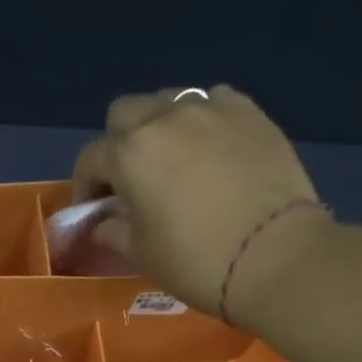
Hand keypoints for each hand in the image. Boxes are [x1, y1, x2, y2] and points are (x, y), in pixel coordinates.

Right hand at [72, 86, 333, 327]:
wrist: (275, 256)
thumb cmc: (195, 261)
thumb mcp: (141, 254)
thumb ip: (113, 231)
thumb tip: (102, 223)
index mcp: (130, 154)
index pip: (91, 158)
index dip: (85, 185)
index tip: (92, 210)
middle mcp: (165, 119)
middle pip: (125, 112)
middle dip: (118, 142)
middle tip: (129, 178)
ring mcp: (212, 110)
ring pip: (169, 101)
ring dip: (159, 126)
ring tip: (172, 160)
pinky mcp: (251, 114)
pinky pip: (215, 102)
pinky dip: (204, 121)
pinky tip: (211, 149)